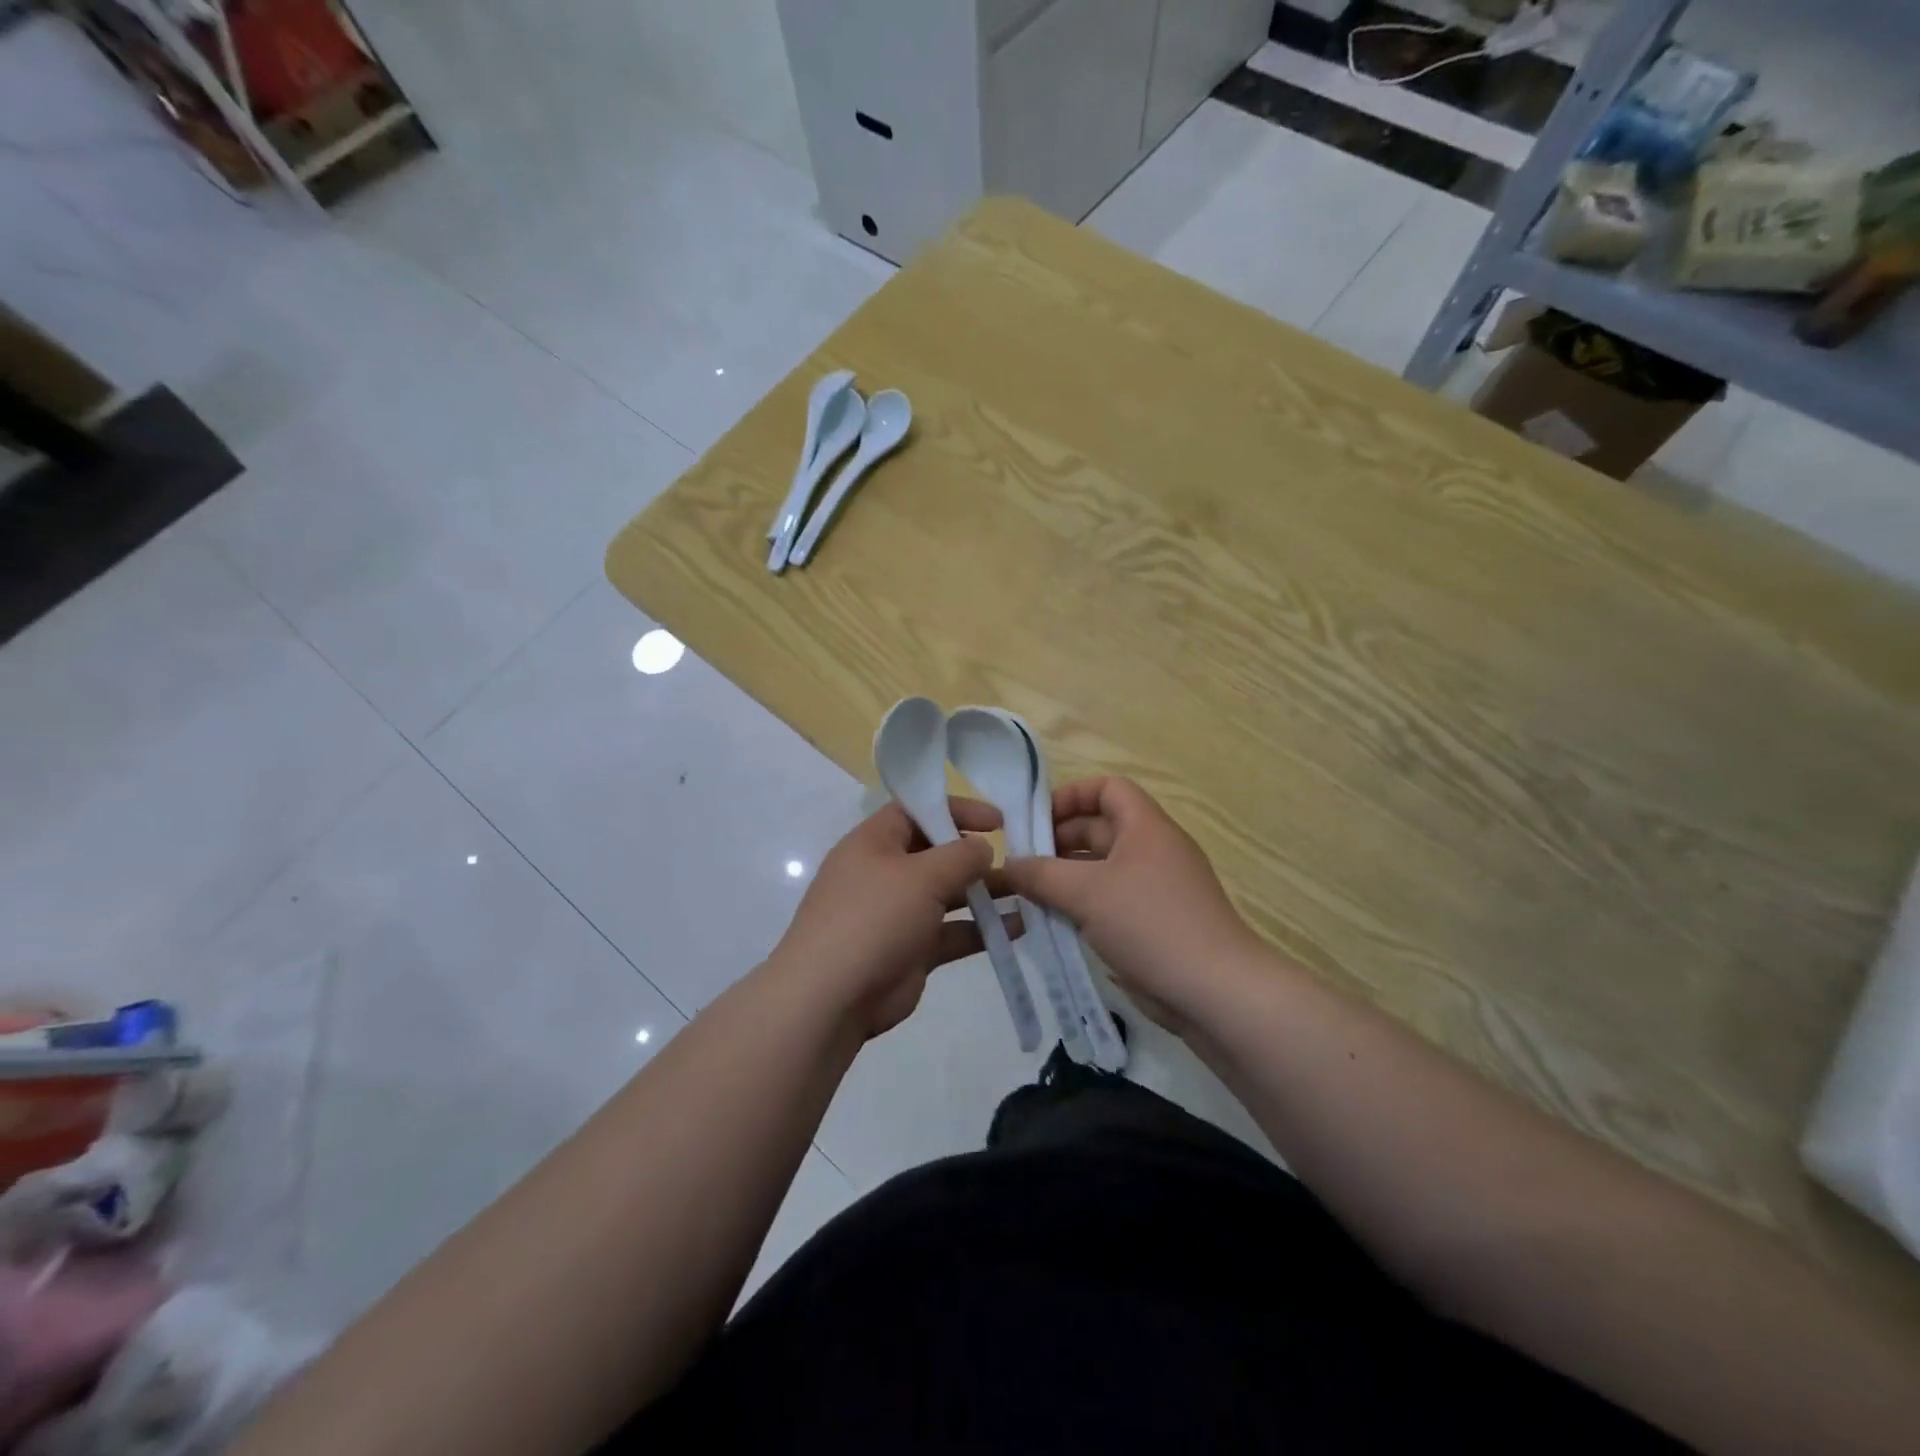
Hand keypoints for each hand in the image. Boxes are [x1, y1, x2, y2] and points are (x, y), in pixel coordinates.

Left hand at [769, 798, 1013, 1038]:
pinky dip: (981, 929)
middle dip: (975, 854)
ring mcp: (897, 914)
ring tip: (1028, 891)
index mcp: (874, 843)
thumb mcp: (921, 876)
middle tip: (1019, 857)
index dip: (956, 809)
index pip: (916, 810)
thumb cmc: (874, 919)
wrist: (831, 998)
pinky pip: (951, 932)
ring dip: (985, 893)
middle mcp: (884, 873)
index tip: (998, 820)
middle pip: (935, 852)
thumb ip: (959, 856)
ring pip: (947, 895)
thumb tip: (982, 847)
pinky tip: (1018, 927)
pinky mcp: (910, 951)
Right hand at [1004, 778, 1258, 1031]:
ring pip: (1101, 870)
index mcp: (1145, 827)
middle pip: (1099, 829)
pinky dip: (1082, 907)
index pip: (1106, 788)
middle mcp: (1152, 850)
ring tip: (1028, 897)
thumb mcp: (1086, 893)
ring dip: (1065, 879)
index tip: (1035, 822)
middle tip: (1020, 867)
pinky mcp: (1154, 923)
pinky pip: (1110, 901)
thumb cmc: (1150, 924)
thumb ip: (1041, 874)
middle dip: (1058, 843)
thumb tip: (1009, 864)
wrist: (1215, 991)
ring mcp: (1155, 888)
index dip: (1070, 796)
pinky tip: (1055, 925)